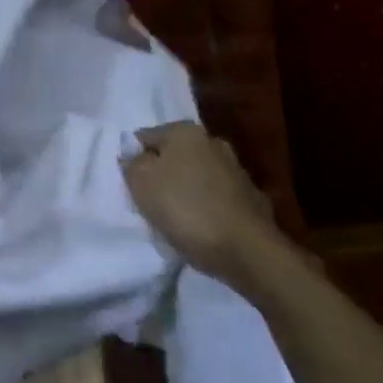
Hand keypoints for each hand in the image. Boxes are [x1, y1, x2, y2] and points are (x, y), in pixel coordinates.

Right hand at [123, 122, 284, 285]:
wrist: (246, 251)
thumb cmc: (185, 208)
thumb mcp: (140, 181)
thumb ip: (131, 162)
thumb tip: (135, 157)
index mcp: (185, 131)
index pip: (144, 138)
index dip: (133, 161)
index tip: (131, 187)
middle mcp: (212, 142)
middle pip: (172, 156)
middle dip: (161, 175)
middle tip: (150, 202)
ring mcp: (236, 170)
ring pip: (196, 177)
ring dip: (184, 191)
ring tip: (175, 219)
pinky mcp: (251, 198)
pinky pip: (215, 198)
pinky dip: (206, 208)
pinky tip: (200, 228)